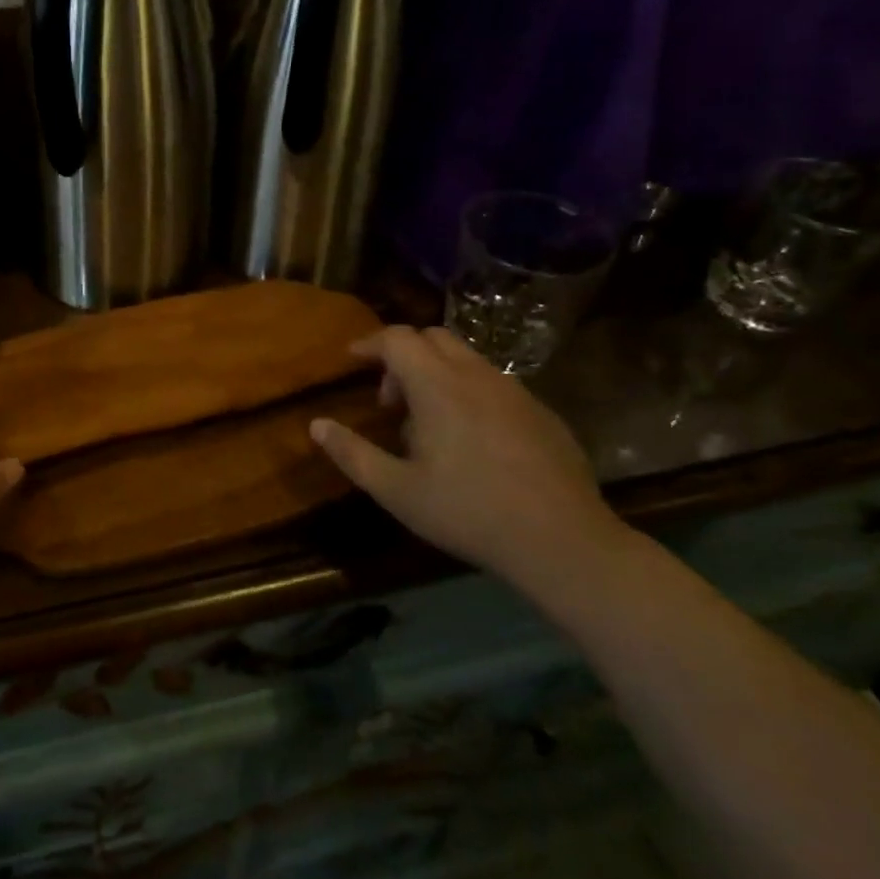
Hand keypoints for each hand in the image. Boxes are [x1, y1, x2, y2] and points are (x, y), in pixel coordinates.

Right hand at [310, 326, 626, 589]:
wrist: (562, 541)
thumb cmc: (468, 512)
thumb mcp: (397, 490)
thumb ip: (352, 453)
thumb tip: (316, 425)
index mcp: (437, 386)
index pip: (397, 338)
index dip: (369, 343)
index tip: (352, 360)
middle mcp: (476, 375)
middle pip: (432, 337)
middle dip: (403, 356)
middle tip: (391, 400)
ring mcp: (515, 391)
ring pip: (466, 359)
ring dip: (437, 374)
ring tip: (429, 424)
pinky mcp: (542, 412)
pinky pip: (494, 383)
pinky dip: (470, 392)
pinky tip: (473, 441)